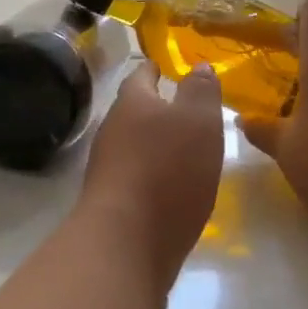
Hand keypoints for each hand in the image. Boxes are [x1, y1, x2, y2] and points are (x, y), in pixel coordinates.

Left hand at [77, 62, 223, 288]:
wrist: (125, 242)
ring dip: (154, 142)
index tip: (166, 67)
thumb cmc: (167, 171)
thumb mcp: (198, 122)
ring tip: (183, 147)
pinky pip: (134, 175)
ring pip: (133, 143)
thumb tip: (197, 66)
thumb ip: (200, 92)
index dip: (155, 69)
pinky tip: (171, 185)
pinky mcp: (111, 201)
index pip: (141, 75)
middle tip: (184, 109)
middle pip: (134, 110)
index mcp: (132, 102)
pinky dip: (152, 173)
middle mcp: (113, 129)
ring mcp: (107, 167)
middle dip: (155, 107)